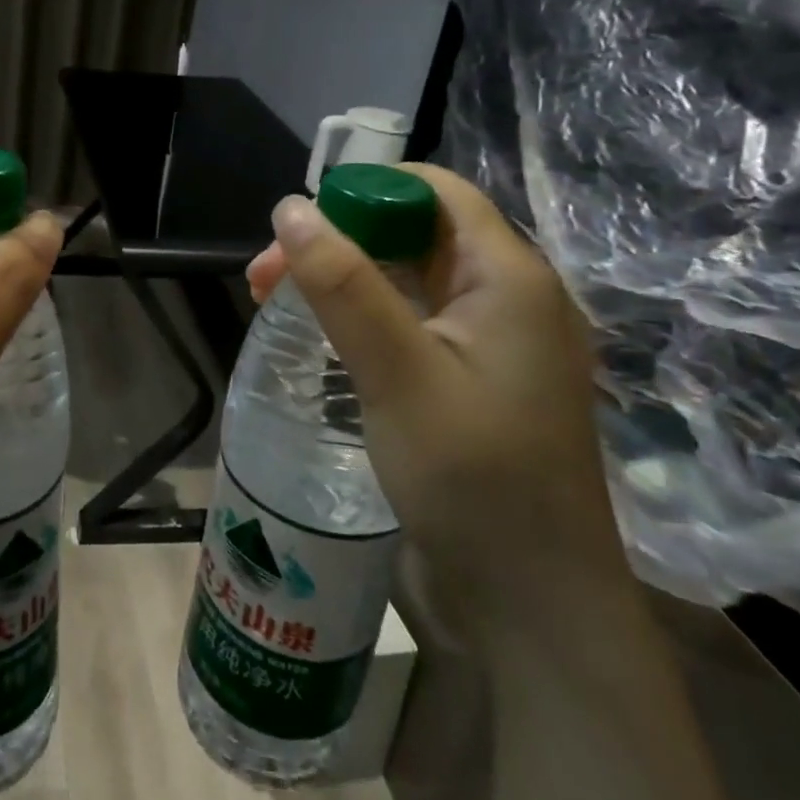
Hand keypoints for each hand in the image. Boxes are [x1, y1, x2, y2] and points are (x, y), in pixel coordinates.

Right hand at [251, 164, 628, 641]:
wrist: (534, 607)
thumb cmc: (474, 480)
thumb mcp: (397, 373)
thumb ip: (343, 284)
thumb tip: (290, 208)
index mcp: (509, 277)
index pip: (434, 192)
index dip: (363, 193)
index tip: (298, 227)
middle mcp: (508, 297)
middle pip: (413, 233)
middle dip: (337, 240)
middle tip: (265, 277)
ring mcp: (493, 342)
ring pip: (407, 278)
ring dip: (341, 279)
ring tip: (274, 303)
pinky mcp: (474, 379)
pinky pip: (413, 321)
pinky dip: (362, 316)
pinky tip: (322, 338)